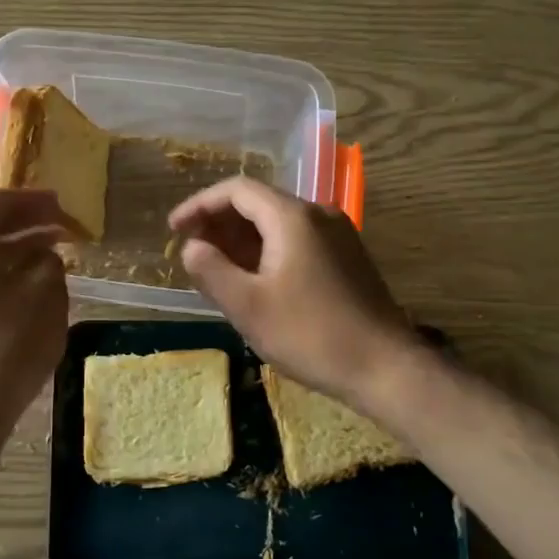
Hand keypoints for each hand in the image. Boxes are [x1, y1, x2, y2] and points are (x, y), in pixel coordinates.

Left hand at [0, 189, 76, 449]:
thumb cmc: (4, 350)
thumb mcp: (44, 297)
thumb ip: (49, 261)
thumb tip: (40, 256)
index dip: (37, 202)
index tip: (66, 208)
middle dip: (25, 226)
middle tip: (62, 232)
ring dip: (10, 252)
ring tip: (49, 259)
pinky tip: (20, 291)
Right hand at [169, 177, 420, 413]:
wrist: (385, 367)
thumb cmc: (310, 335)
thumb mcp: (248, 306)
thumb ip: (211, 270)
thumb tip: (192, 247)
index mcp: (293, 218)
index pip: (237, 190)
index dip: (199, 205)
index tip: (173, 230)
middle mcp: (318, 215)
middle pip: (258, 203)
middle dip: (219, 222)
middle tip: (190, 249)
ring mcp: (337, 236)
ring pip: (277, 223)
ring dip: (241, 239)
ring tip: (214, 266)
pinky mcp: (346, 258)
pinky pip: (296, 241)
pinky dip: (266, 251)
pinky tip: (252, 279)